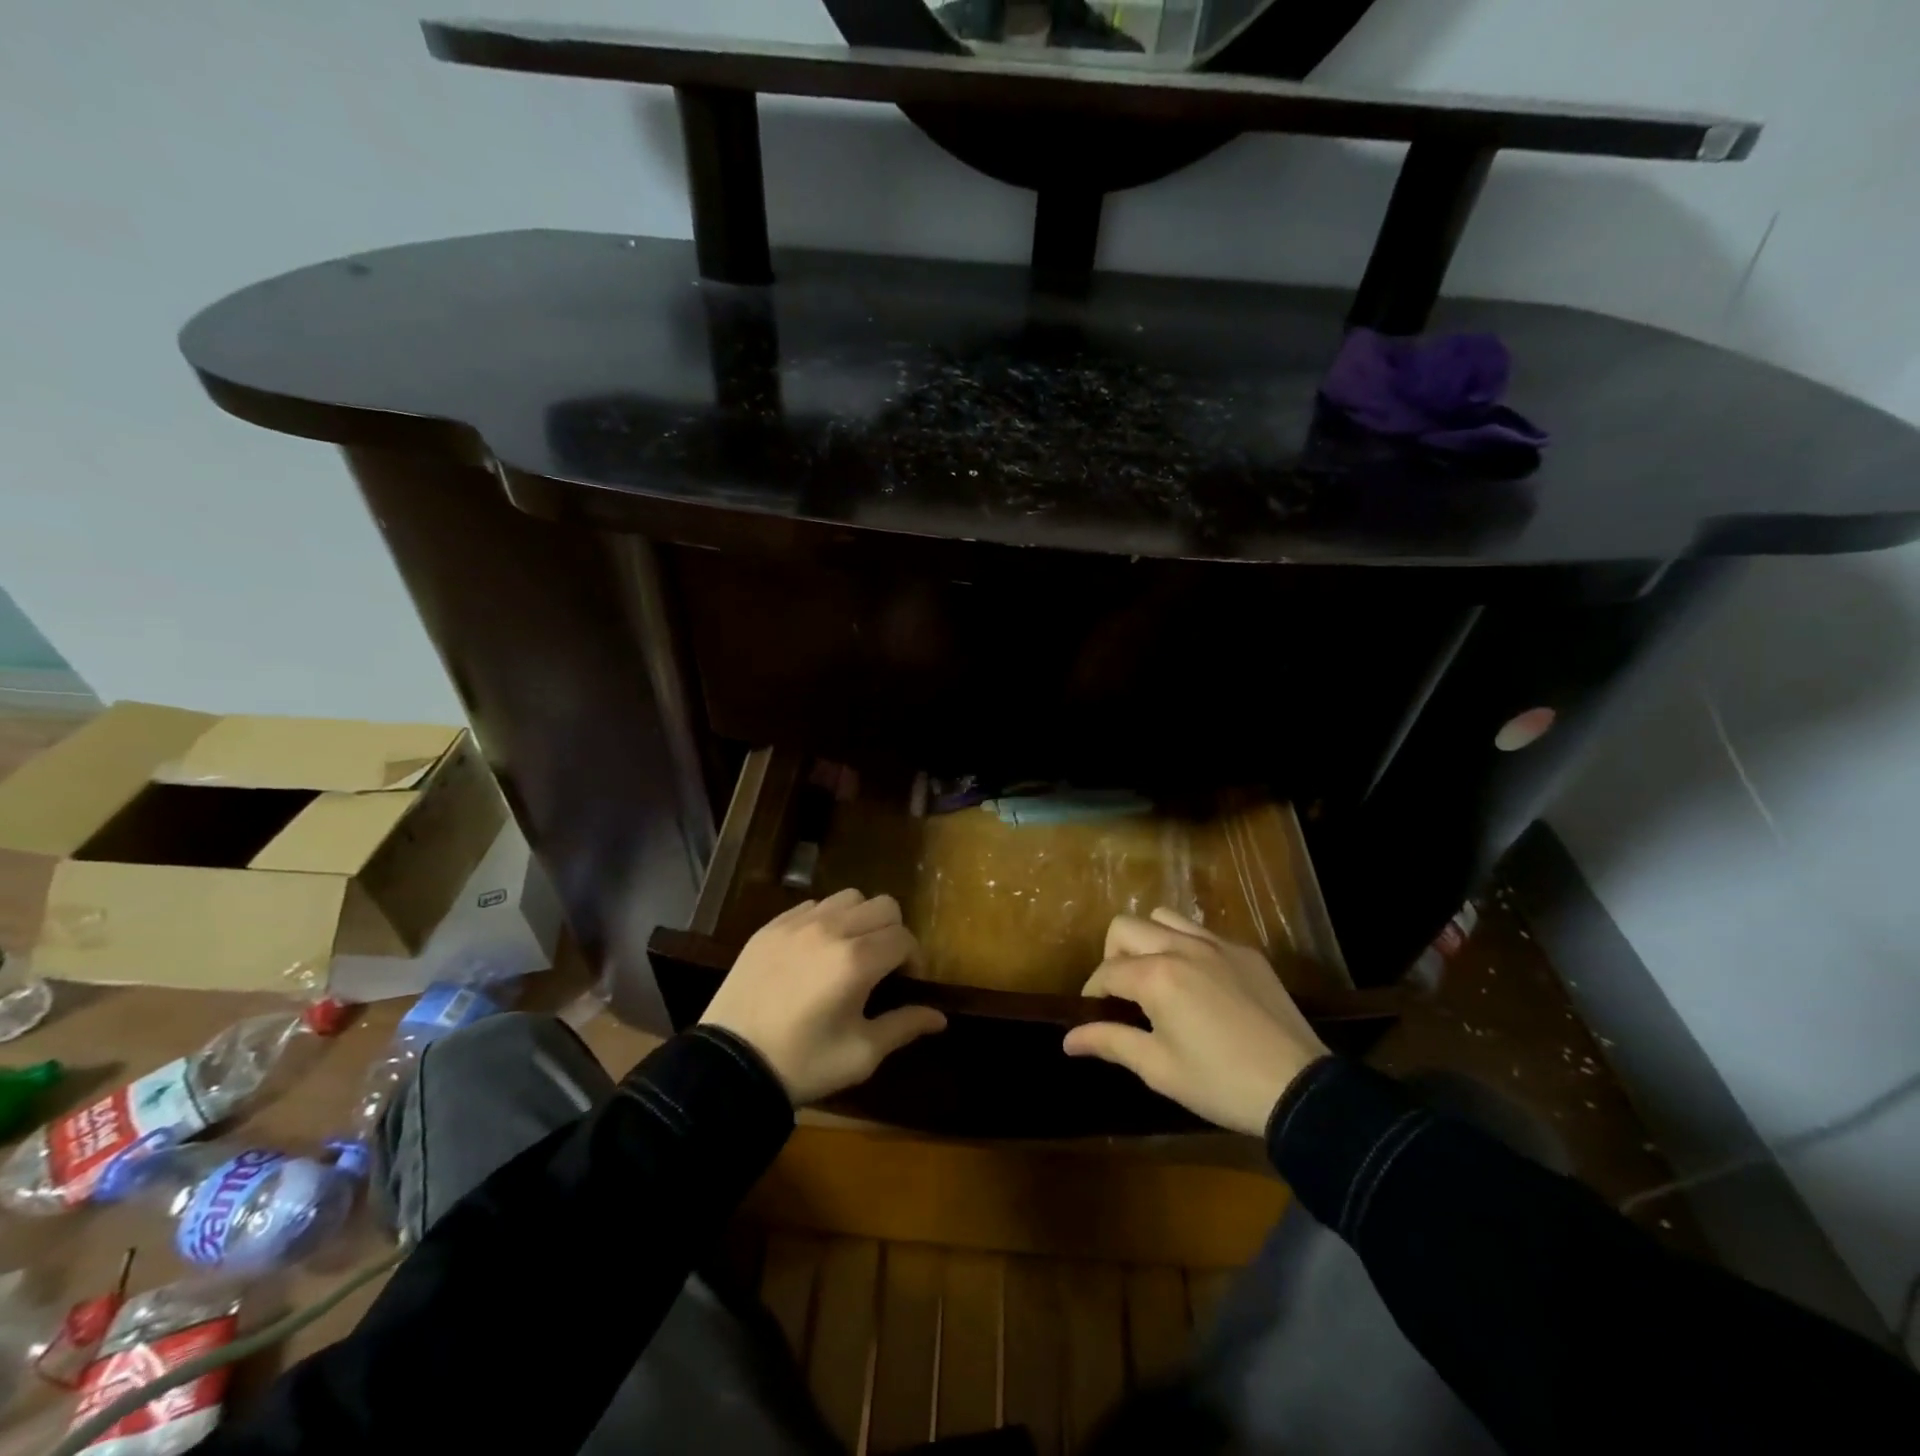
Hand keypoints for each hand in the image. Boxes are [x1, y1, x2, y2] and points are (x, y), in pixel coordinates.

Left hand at [701, 888, 946, 1104]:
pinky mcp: (771, 926)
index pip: (904, 938)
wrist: (728, 1065)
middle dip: (893, 932)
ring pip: (849, 897)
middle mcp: (831, 929)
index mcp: (857, 960)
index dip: (913, 960)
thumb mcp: (861, 1054)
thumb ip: (904, 1026)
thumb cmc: (803, 1063)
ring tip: (850, 951)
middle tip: (882, 965)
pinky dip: (826, 920)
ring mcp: (798, 923)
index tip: (905, 983)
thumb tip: (941, 1017)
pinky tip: (816, 952)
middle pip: (883, 905)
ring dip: (860, 919)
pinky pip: (813, 906)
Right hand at [1062, 908, 1329, 1136]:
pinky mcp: (1246, 952)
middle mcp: (1181, 947)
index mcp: (1156, 976)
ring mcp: (1217, 944)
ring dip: (1147, 941)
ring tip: (1156, 977)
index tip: (1095, 1017)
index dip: (1093, 994)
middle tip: (1124, 994)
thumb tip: (1068, 1038)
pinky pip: (1201, 932)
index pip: (1106, 972)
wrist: (1298, 1088)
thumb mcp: (1158, 1068)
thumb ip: (1110, 1042)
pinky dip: (1185, 946)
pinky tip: (1198, 983)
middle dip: (1112, 956)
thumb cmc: (1219, 1083)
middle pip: (1125, 927)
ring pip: (1163, 918)